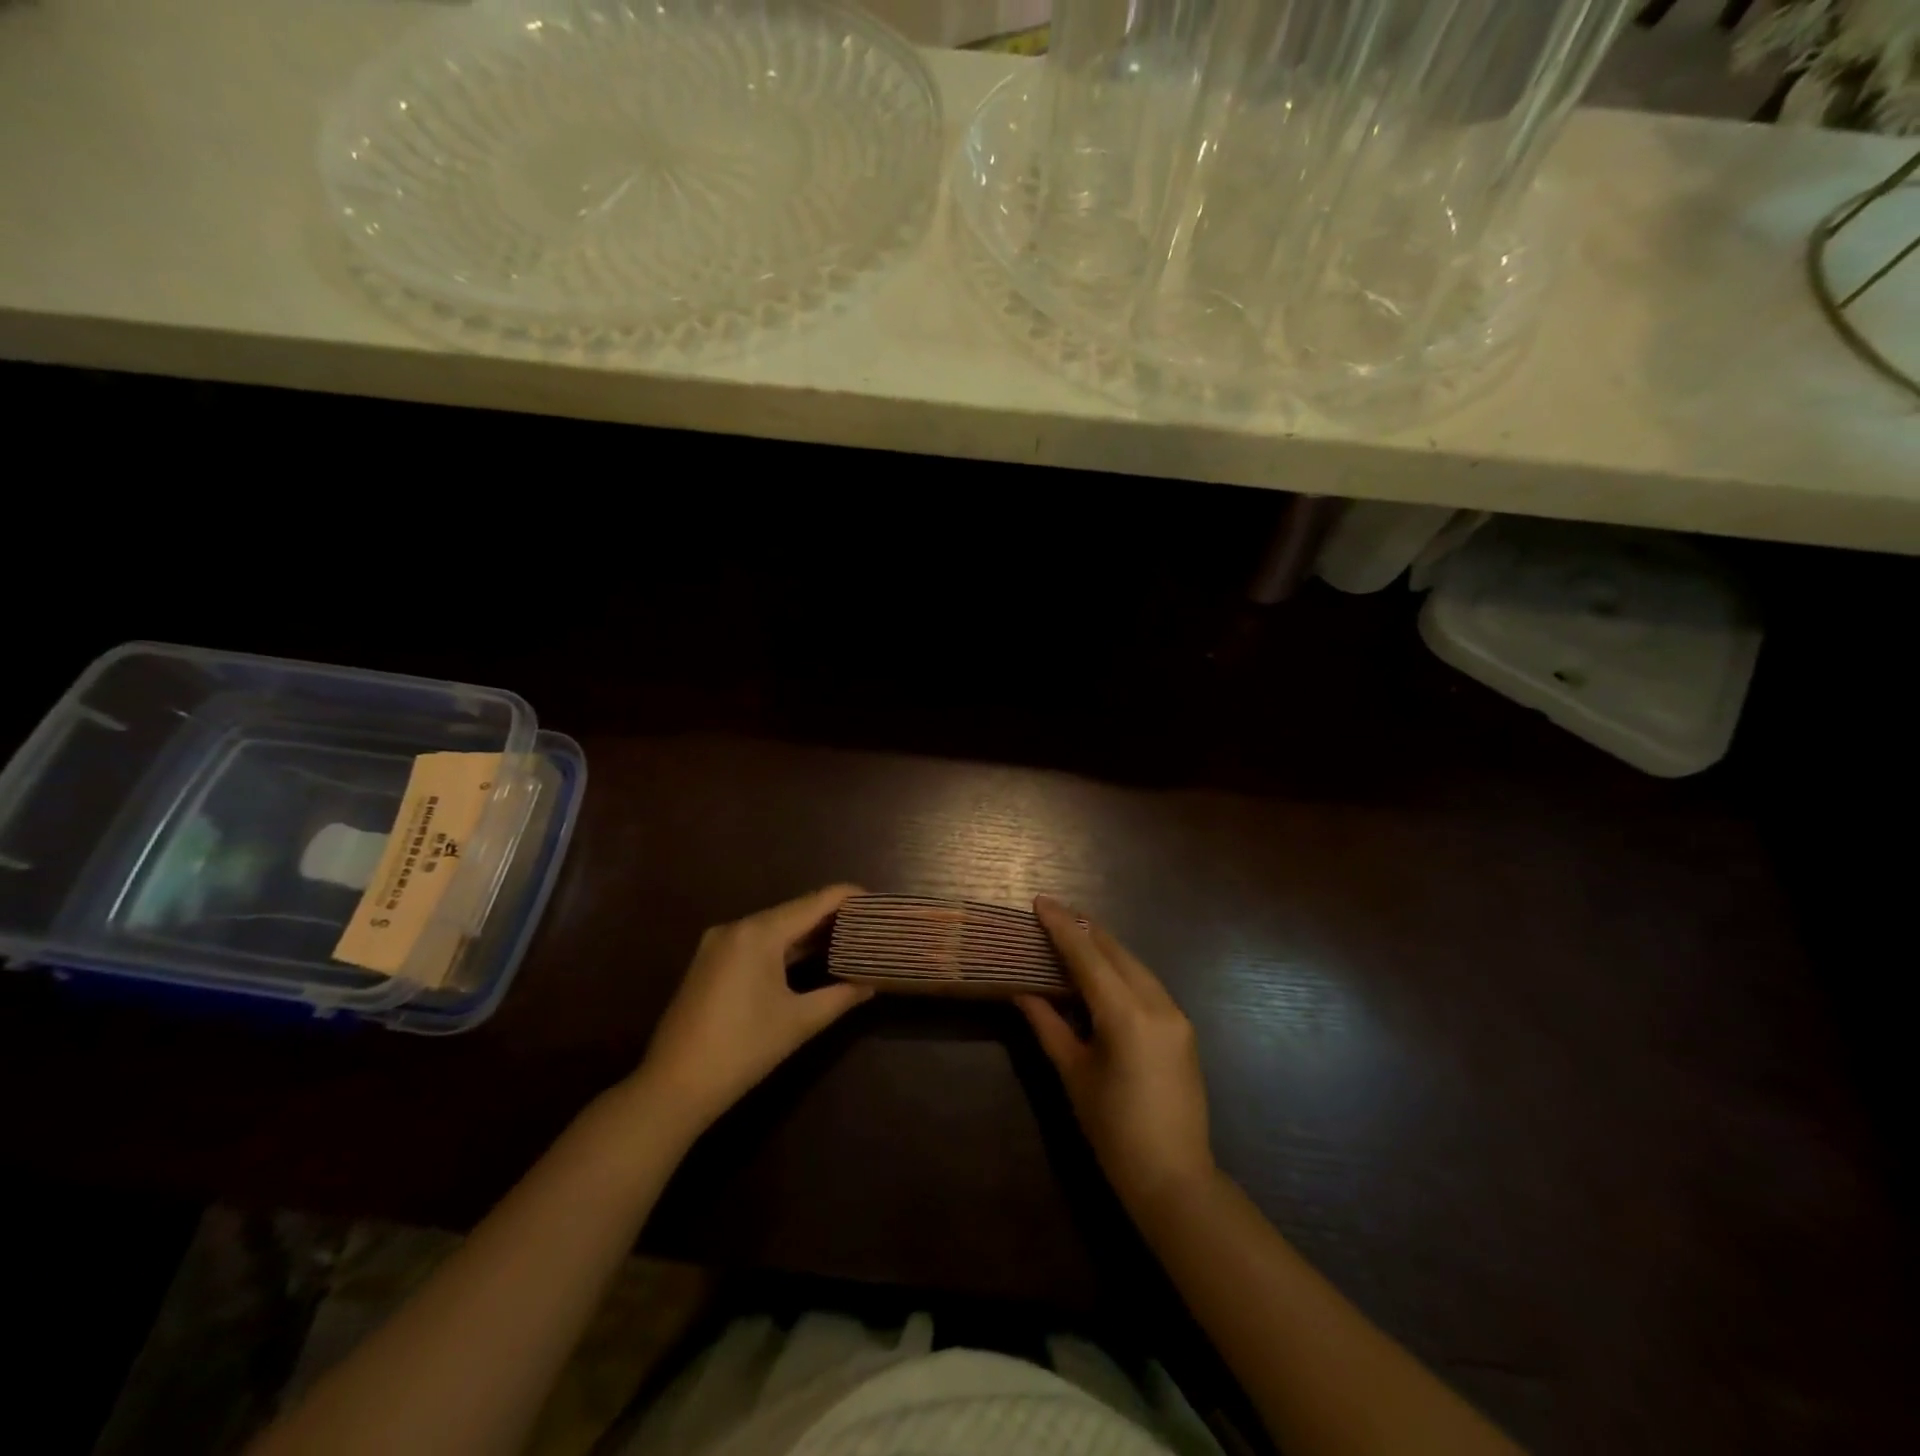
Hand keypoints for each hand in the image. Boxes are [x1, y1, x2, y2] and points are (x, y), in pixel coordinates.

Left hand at [634, 885, 871, 1136]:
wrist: (672, 1087)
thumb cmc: (742, 1050)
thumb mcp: (799, 1022)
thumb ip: (840, 996)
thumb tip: (872, 983)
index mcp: (759, 932)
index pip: (817, 901)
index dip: (851, 897)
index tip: (880, 904)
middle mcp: (737, 926)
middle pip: (796, 910)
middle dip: (833, 916)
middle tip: (869, 925)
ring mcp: (719, 943)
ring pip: (776, 926)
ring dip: (809, 932)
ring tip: (848, 938)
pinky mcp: (710, 962)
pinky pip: (757, 941)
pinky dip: (785, 946)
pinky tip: (809, 957)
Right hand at [1020, 895, 1215, 1212]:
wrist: (1174, 1177)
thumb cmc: (1113, 1129)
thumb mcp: (1074, 1074)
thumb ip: (1048, 1025)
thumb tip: (1023, 992)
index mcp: (1126, 1015)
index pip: (1087, 956)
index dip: (1061, 926)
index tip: (1040, 902)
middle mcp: (1156, 1003)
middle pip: (1115, 951)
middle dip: (1084, 929)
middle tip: (1052, 914)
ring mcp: (1175, 1014)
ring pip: (1134, 964)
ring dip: (1104, 947)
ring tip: (1073, 936)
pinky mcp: (1183, 1027)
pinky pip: (1147, 983)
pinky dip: (1121, 970)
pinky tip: (1102, 972)